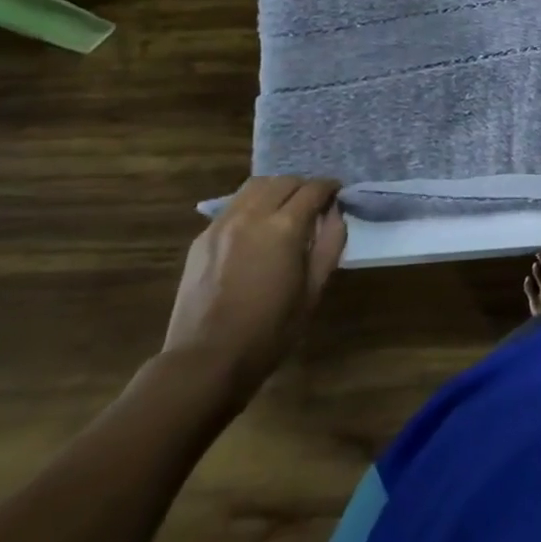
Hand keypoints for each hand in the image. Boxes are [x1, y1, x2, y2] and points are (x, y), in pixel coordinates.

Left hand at [163, 176, 346, 398]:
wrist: (206, 359)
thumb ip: (330, 244)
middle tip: (315, 203)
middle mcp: (252, 215)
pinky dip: (252, 204)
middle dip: (304, 186)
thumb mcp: (313, 289)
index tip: (338, 194)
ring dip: (276, 189)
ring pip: (255, 186)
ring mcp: (222, 224)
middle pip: (284, 181)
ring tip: (285, 208)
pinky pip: (233, 206)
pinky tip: (256, 227)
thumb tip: (335, 213)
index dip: (330, 187)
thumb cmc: (270, 330)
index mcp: (284, 227)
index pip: (313, 189)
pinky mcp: (202, 237)